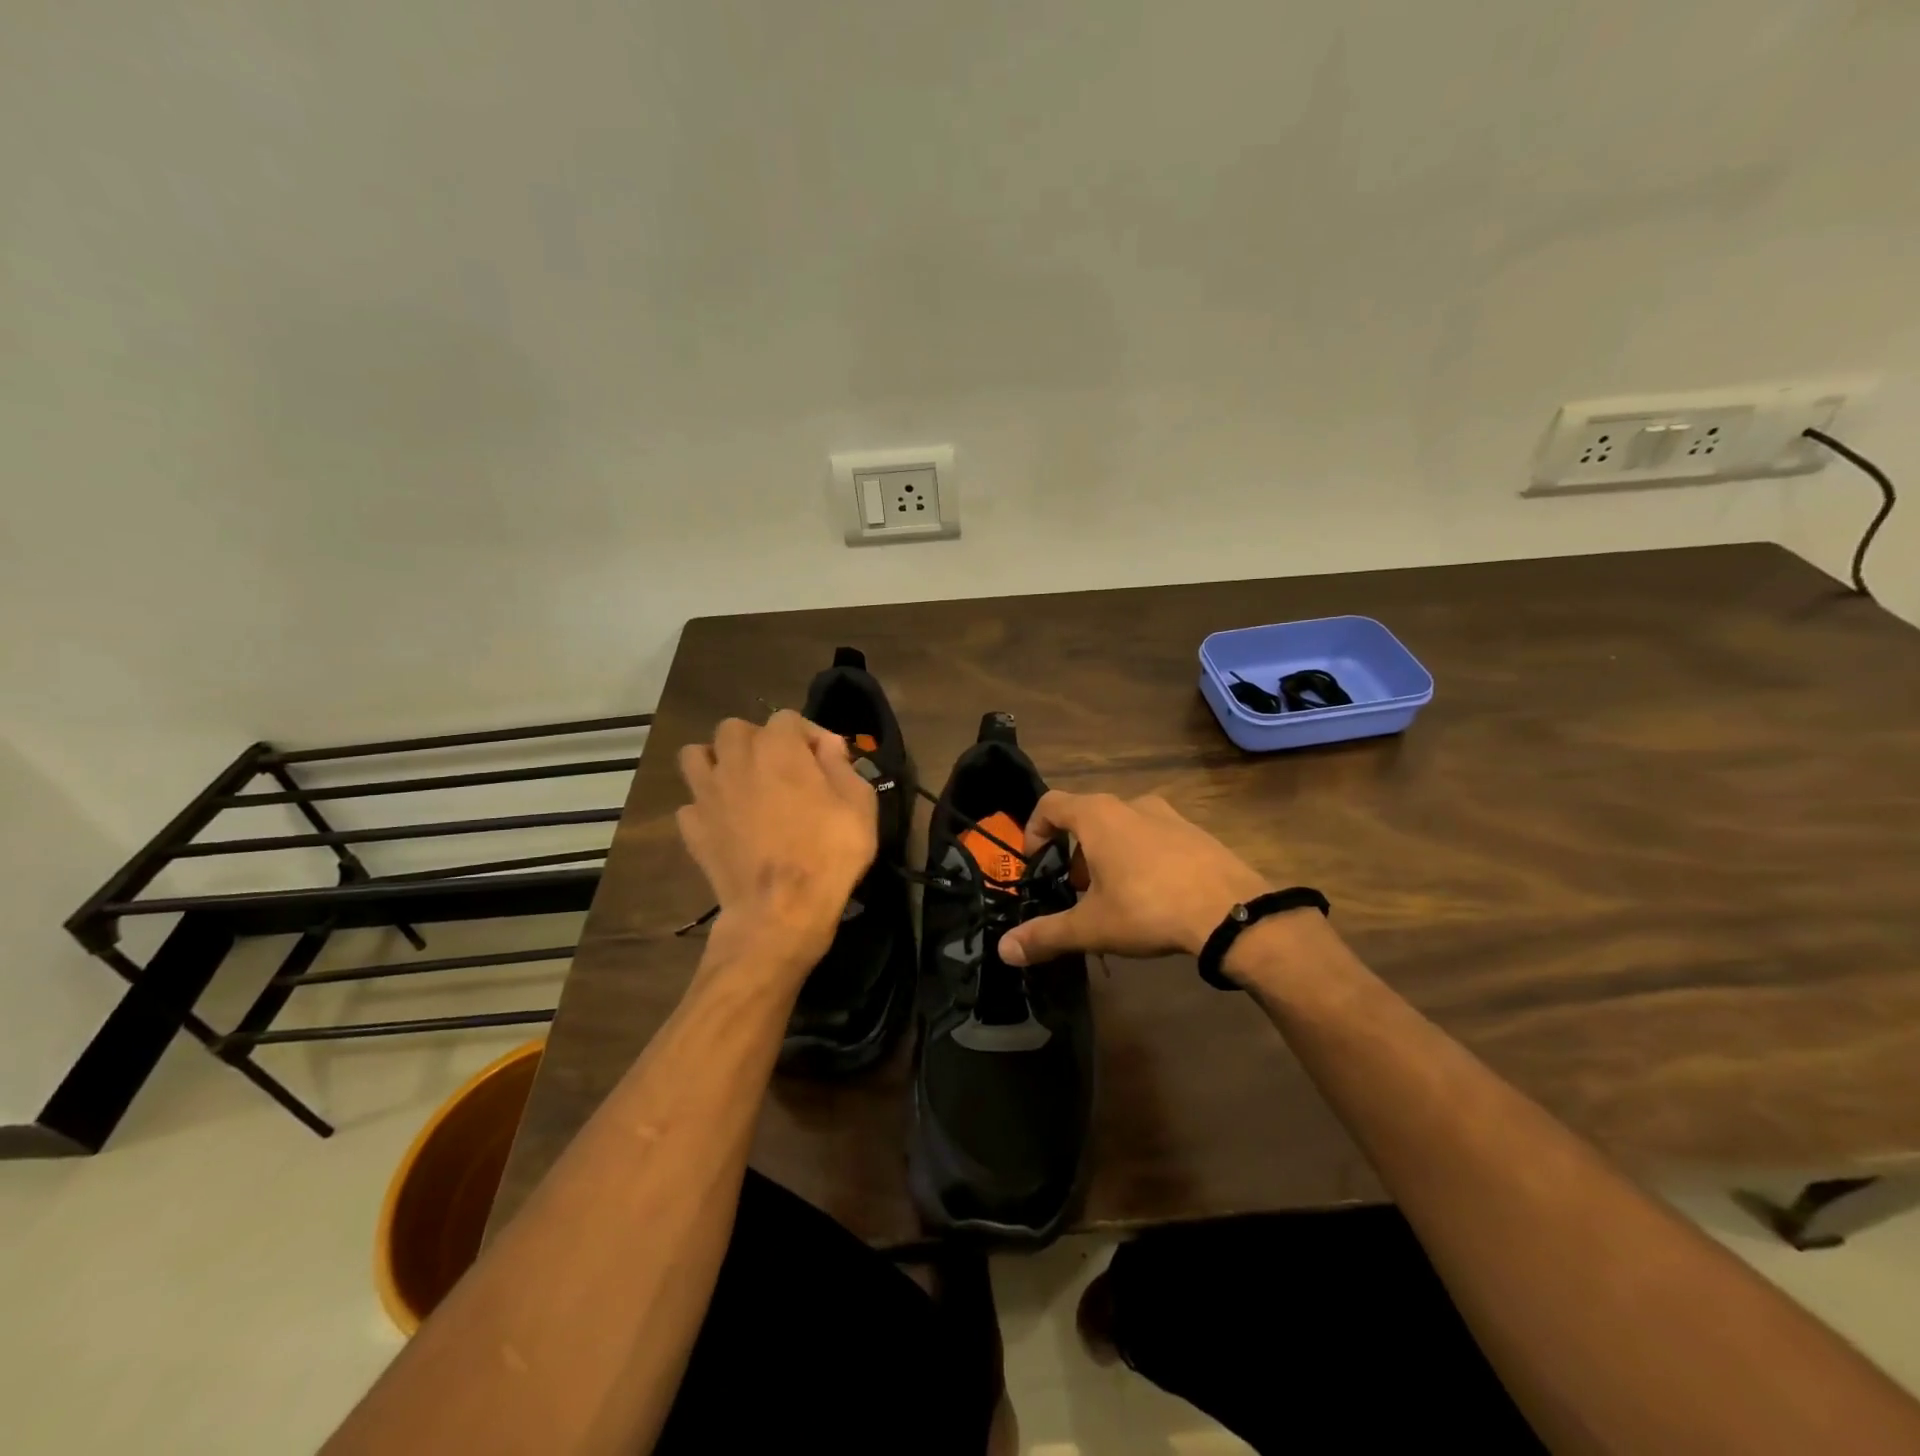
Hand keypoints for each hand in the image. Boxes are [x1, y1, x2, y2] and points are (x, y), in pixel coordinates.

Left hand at [676, 711, 877, 974]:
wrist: (780, 910)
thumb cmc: (829, 853)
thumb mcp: (859, 804)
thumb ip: (842, 764)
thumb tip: (826, 745)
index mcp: (778, 747)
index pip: (788, 718)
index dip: (810, 735)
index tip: (828, 761)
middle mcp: (736, 760)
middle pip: (735, 728)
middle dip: (758, 741)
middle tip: (781, 769)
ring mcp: (707, 793)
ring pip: (697, 756)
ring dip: (718, 762)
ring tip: (742, 784)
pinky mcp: (693, 827)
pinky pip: (692, 803)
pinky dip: (707, 808)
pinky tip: (727, 824)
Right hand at [997, 791, 1271, 965]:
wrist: (1231, 912)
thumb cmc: (1148, 908)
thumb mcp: (1091, 926)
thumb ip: (1045, 935)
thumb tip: (1004, 950)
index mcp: (1097, 816)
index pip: (1050, 804)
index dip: (1035, 829)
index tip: (1035, 862)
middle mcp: (1131, 804)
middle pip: (1087, 816)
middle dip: (1074, 851)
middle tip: (1076, 890)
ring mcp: (1168, 815)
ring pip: (1122, 826)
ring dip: (1108, 853)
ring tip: (1114, 895)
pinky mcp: (1196, 831)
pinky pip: (1155, 836)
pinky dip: (1141, 856)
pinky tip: (1153, 895)